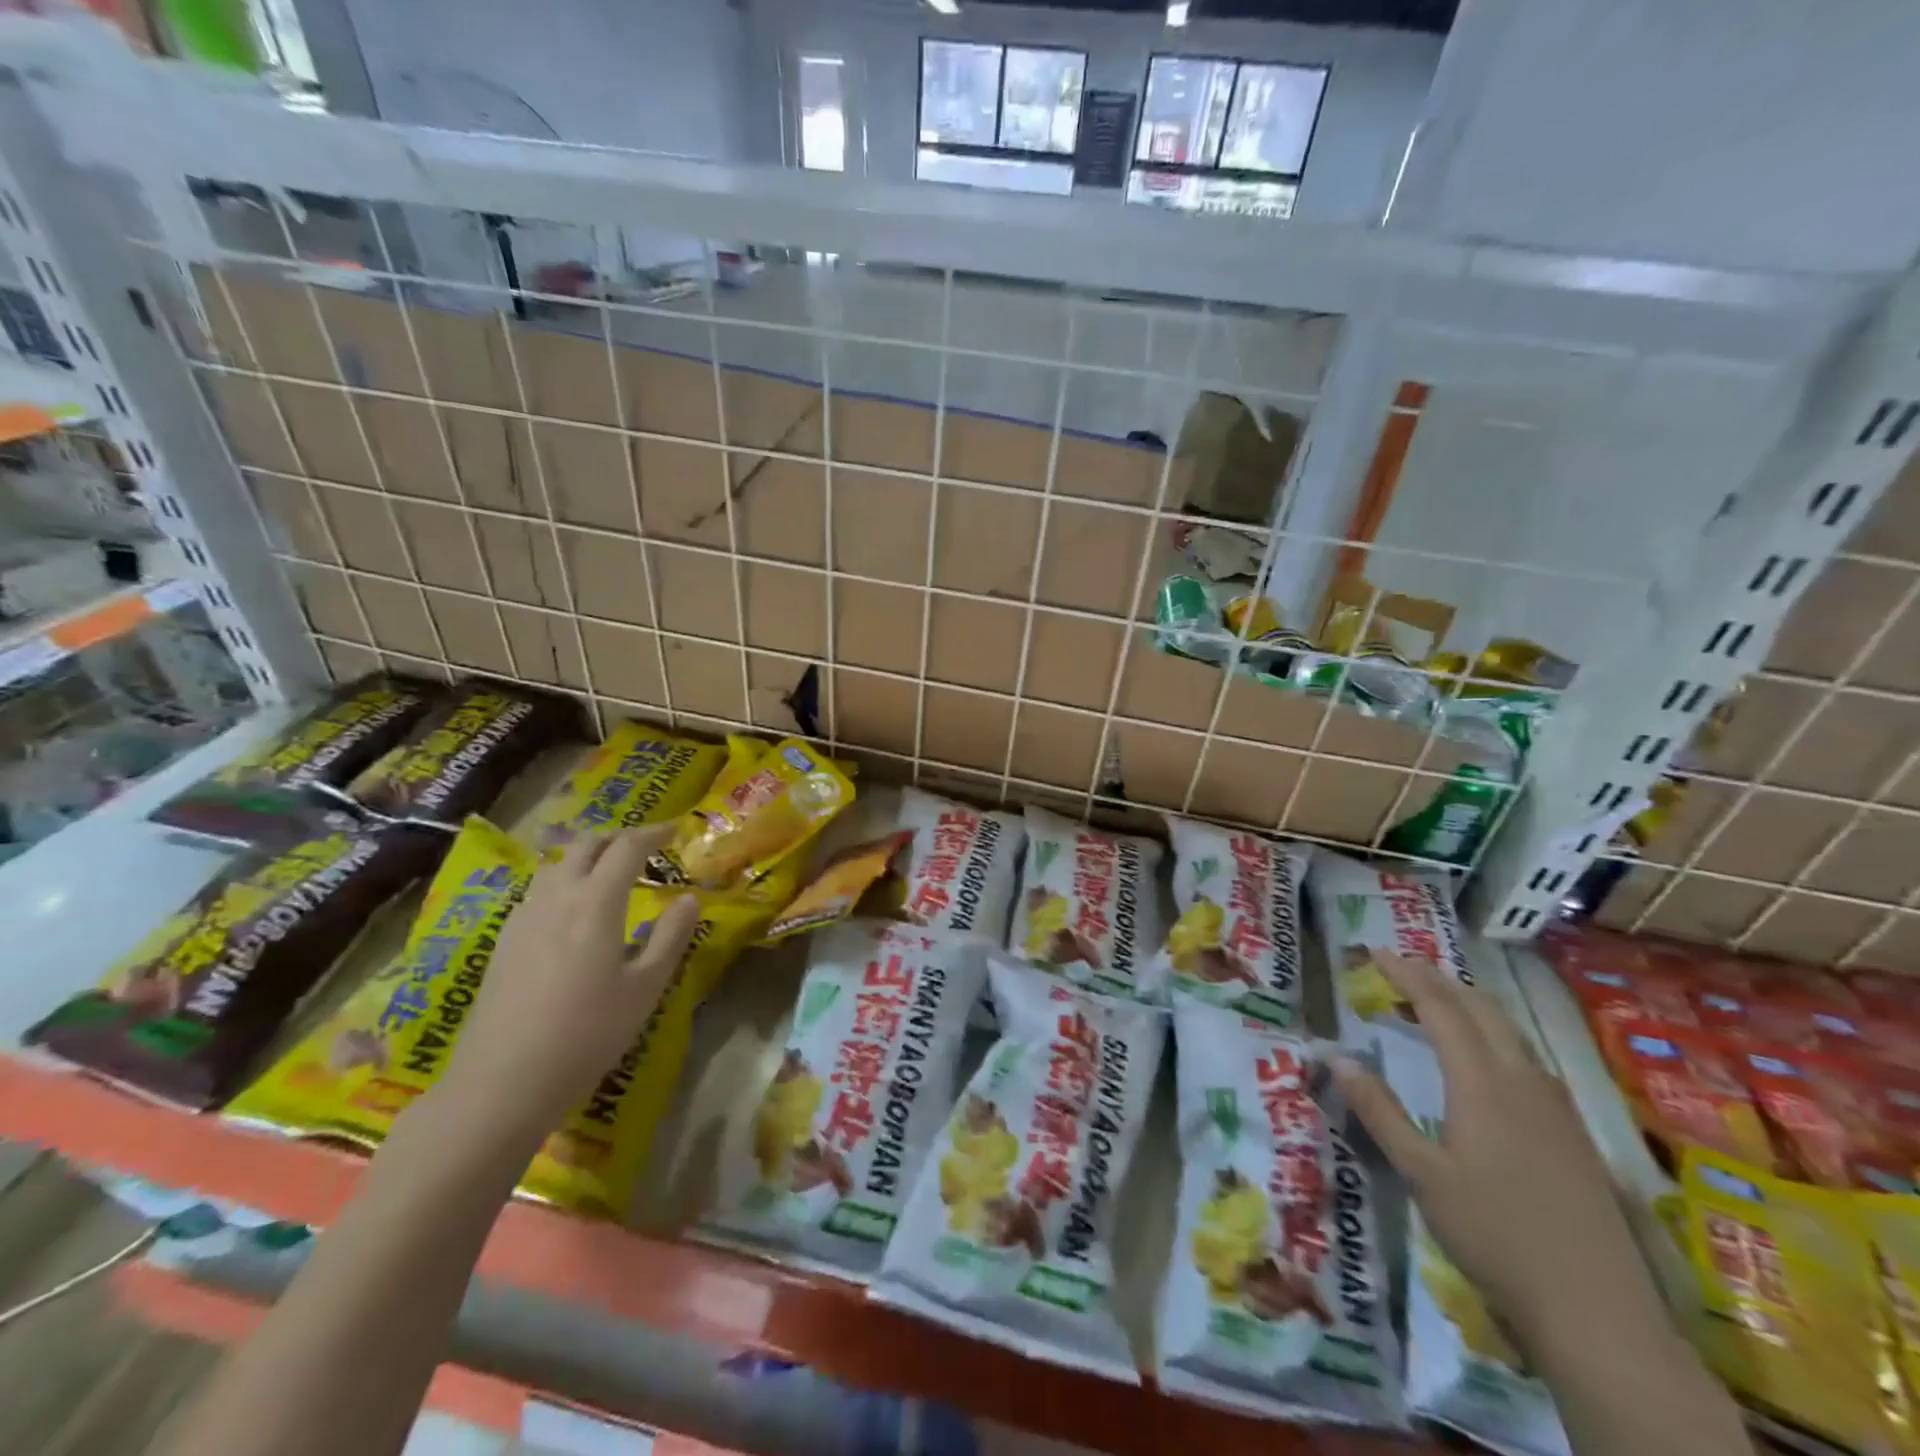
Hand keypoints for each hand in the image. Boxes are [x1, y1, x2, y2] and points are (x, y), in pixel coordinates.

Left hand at [436, 825, 699, 1143]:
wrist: (502, 1082)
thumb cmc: (587, 1033)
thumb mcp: (645, 987)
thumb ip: (670, 936)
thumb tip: (689, 898)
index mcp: (596, 902)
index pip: (627, 847)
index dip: (654, 832)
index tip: (676, 830)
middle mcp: (557, 896)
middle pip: (587, 845)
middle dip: (619, 838)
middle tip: (646, 847)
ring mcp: (524, 917)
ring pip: (558, 865)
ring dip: (589, 856)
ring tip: (611, 872)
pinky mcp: (504, 941)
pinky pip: (539, 890)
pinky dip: (565, 880)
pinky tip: (572, 909)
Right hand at [1330, 953, 1661, 1349]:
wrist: (1597, 1312)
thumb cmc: (1494, 1236)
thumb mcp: (1420, 1174)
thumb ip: (1378, 1110)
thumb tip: (1335, 1054)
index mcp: (1482, 1083)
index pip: (1441, 1008)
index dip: (1407, 975)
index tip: (1375, 953)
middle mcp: (1522, 1080)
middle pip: (1481, 1009)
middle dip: (1438, 980)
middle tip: (1400, 967)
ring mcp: (1555, 1106)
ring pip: (1510, 1031)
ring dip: (1468, 1005)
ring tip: (1434, 1001)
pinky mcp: (1572, 1132)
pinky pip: (1527, 1058)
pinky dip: (1493, 1035)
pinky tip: (1484, 1059)